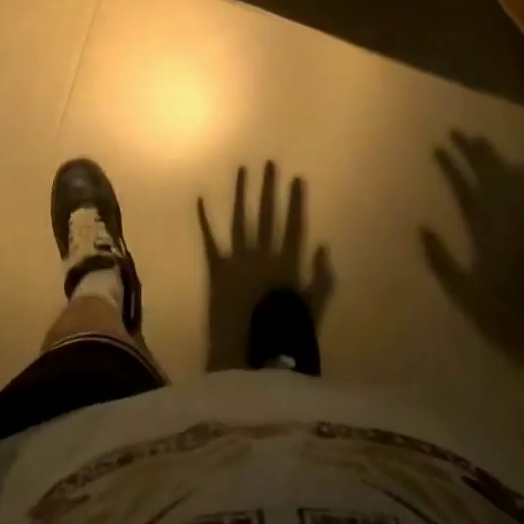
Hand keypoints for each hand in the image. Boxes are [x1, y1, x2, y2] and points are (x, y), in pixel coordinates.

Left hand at [198, 162, 335, 371]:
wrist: (248, 360)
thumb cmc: (284, 339)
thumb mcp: (311, 311)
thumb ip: (320, 279)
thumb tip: (323, 246)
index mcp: (286, 265)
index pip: (293, 226)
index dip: (295, 202)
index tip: (296, 178)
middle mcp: (261, 255)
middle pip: (267, 216)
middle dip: (268, 189)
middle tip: (269, 163)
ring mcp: (237, 260)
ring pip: (240, 219)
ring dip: (241, 194)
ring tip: (242, 169)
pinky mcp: (216, 270)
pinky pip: (209, 240)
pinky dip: (204, 220)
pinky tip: (200, 199)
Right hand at [420, 131, 523, 362]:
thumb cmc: (492, 315)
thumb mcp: (459, 289)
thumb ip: (440, 259)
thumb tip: (421, 226)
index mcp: (483, 233)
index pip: (465, 190)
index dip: (452, 167)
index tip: (437, 147)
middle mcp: (504, 224)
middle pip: (488, 179)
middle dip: (472, 153)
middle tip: (457, 131)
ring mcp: (521, 229)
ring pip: (508, 185)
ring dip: (494, 162)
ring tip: (481, 141)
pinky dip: (523, 183)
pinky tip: (519, 168)